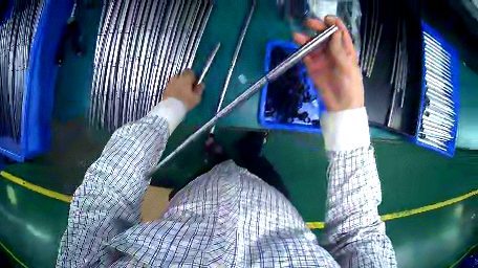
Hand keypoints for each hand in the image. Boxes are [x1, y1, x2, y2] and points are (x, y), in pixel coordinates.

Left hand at [163, 69, 203, 110]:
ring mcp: (169, 83)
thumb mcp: (196, 98)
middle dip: (185, 81)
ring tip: (181, 94)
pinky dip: (173, 90)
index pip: (190, 71)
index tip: (194, 83)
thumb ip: (199, 90)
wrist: (170, 109)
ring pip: (175, 81)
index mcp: (186, 78)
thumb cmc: (185, 102)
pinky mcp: (164, 90)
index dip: (192, 77)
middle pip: (182, 76)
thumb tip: (201, 85)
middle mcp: (177, 78)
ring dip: (178, 85)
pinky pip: (171, 87)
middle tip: (188, 90)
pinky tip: (176, 98)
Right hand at [293, 16, 363, 111]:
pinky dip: (301, 49)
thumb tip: (335, 31)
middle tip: (309, 24)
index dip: (334, 24)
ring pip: (313, 43)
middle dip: (318, 27)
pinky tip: (297, 44)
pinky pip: (306, 54)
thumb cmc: (350, 87)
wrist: (341, 107)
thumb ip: (340, 50)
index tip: (327, 18)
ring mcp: (322, 58)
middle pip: (325, 35)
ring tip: (297, 35)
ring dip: (306, 37)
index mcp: (345, 50)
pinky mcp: (313, 66)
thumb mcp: (348, 68)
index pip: (340, 33)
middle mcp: (333, 51)